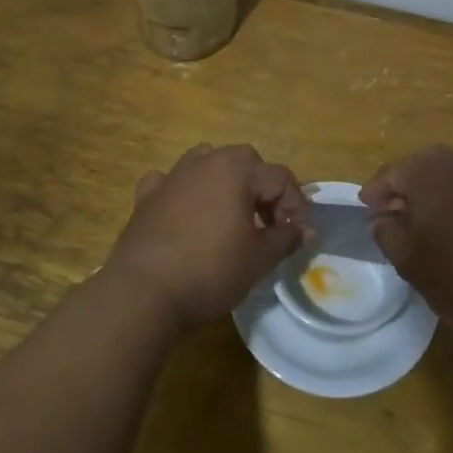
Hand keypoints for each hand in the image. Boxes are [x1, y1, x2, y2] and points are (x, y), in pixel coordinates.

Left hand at [104, 143, 306, 329]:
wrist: (144, 292)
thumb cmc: (210, 271)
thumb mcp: (259, 259)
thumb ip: (286, 239)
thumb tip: (307, 230)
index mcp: (236, 170)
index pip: (280, 177)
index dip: (295, 205)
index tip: (295, 236)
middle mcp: (205, 162)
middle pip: (245, 161)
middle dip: (262, 188)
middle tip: (267, 224)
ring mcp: (172, 176)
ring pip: (206, 161)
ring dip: (224, 181)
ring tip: (230, 214)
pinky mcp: (146, 196)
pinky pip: (171, 181)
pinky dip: (183, 192)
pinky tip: (185, 214)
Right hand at [361, 145, 452, 328]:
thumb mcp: (408, 259)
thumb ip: (386, 233)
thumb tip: (382, 219)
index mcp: (427, 171)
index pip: (390, 173)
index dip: (375, 193)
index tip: (366, 210)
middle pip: (421, 168)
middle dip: (404, 189)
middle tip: (392, 216)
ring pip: (449, 178)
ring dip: (433, 195)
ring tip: (423, 225)